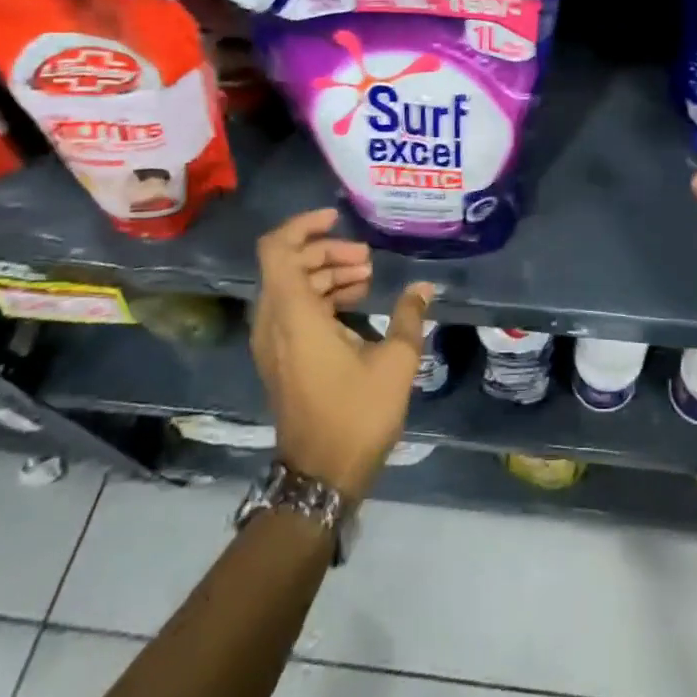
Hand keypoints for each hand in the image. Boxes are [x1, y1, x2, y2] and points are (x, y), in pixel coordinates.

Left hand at [251, 209, 435, 499]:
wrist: (320, 476)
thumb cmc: (356, 414)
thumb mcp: (395, 362)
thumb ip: (409, 316)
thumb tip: (424, 287)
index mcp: (294, 315)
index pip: (278, 249)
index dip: (303, 225)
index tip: (338, 220)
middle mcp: (273, 322)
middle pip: (288, 263)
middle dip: (327, 252)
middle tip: (367, 259)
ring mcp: (273, 342)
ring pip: (291, 286)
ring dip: (326, 274)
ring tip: (367, 278)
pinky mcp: (280, 358)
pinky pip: (293, 309)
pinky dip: (320, 296)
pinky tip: (356, 304)